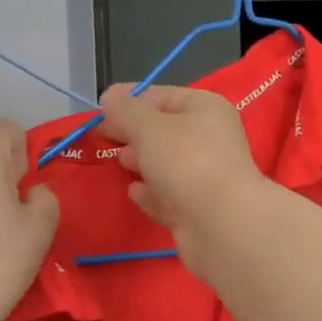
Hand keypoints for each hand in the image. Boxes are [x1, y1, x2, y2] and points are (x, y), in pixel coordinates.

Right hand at [97, 85, 267, 273]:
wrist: (220, 224)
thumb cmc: (185, 161)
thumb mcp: (148, 127)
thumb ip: (124, 111)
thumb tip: (109, 96)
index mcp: (206, 109)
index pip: (162, 96)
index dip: (130, 102)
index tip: (101, 114)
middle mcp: (210, 138)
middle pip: (164, 131)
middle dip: (134, 135)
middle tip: (107, 141)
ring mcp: (206, 176)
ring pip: (166, 164)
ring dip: (142, 163)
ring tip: (121, 164)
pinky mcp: (198, 209)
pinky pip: (169, 194)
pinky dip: (152, 193)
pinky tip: (135, 192)